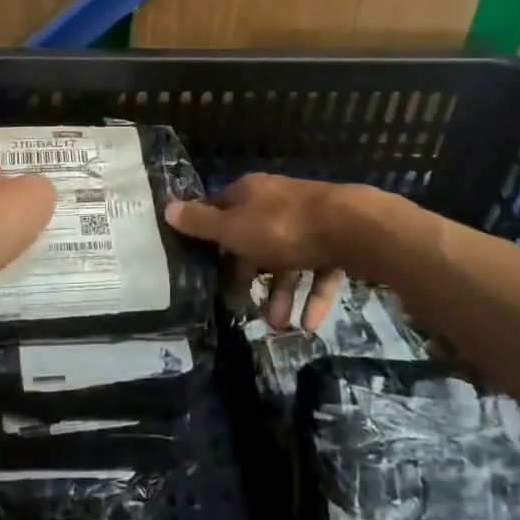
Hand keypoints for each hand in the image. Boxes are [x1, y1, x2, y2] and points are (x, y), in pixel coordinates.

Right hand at [166, 174, 346, 332]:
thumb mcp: (234, 228)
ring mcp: (308, 221)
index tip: (201, 265)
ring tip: (278, 326)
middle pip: (253, 238)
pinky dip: (312, 296)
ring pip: (286, 259)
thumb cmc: (283, 227)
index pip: (220, 210)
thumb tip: (167, 207)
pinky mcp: (335, 240)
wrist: (352, 227)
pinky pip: (317, 269)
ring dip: (280, 294)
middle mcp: (276, 202)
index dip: (209, 236)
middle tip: (238, 305)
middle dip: (247, 275)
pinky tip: (308, 324)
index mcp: (249, 193)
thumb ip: (201, 223)